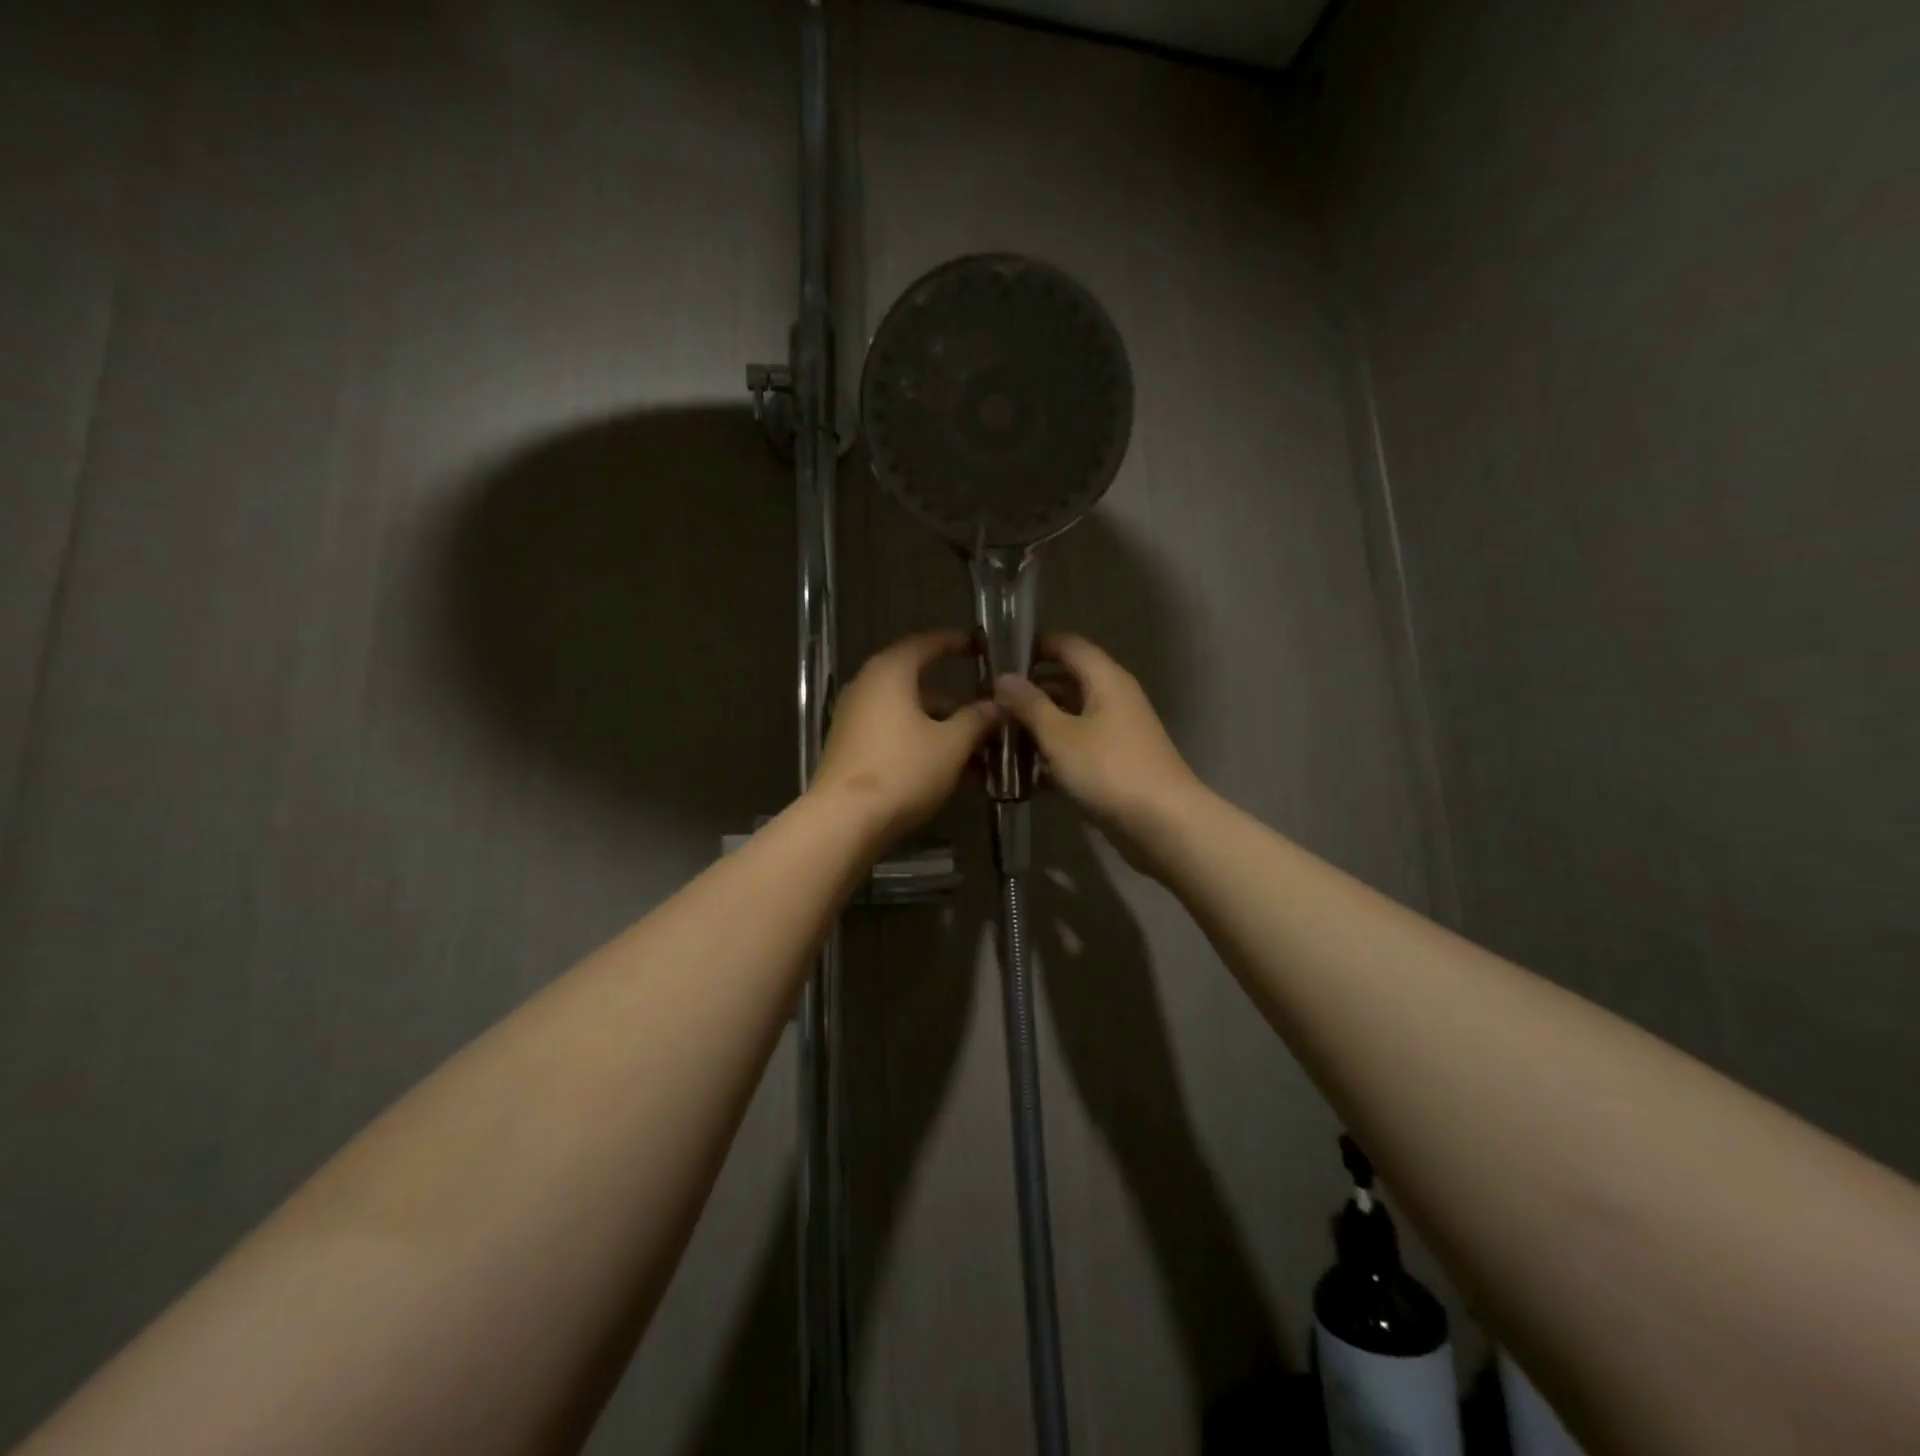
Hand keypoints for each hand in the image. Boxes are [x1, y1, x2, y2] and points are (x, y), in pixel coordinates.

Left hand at [811, 630, 999, 845]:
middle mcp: (866, 687)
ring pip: (905, 711)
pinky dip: (919, 740)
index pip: (925, 643)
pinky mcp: (849, 748)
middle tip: (984, 707)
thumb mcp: (951, 745)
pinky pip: (892, 732)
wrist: (844, 820)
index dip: (953, 642)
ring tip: (974, 746)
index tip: (977, 645)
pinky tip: (946, 766)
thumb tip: (996, 705)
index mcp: (889, 672)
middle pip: (915, 681)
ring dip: (939, 724)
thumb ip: (976, 719)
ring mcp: (853, 718)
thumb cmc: (902, 770)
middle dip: (953, 697)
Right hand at [994, 633, 1203, 858]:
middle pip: (1067, 680)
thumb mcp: (1060, 735)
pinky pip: (1079, 745)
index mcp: (1105, 679)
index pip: (1068, 644)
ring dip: (1039, 724)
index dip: (1034, 646)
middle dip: (1031, 690)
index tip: (999, 659)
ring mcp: (1117, 731)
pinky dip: (1055, 751)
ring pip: (1071, 715)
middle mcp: (1114, 697)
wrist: (1163, 824)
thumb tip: (1003, 677)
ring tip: (1000, 735)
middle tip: (991, 703)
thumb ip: (1029, 704)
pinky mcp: (1116, 761)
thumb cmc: (1109, 770)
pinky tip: (1025, 770)